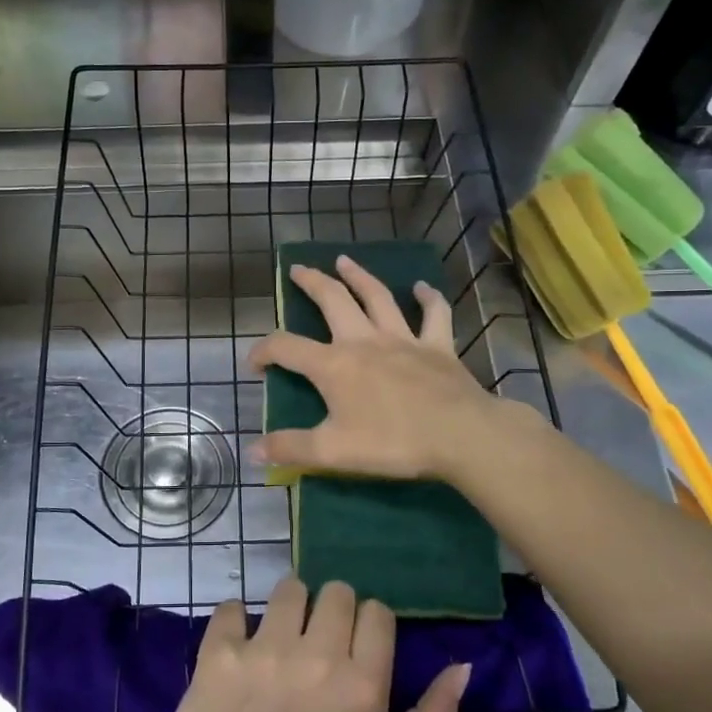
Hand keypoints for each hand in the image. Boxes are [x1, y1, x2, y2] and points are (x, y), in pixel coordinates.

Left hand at [165, 576, 469, 711]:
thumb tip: (462, 667)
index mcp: (363, 686)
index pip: (376, 611)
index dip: (368, 625)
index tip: (354, 647)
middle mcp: (317, 657)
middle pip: (336, 591)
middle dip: (331, 610)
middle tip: (317, 642)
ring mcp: (266, 650)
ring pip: (289, 588)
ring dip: (289, 608)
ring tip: (279, 640)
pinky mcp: (221, 650)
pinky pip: (234, 605)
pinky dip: (236, 620)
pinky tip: (238, 647)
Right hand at [247, 255, 527, 483]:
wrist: (460, 435)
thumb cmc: (392, 443)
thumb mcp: (333, 451)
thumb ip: (290, 449)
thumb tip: (252, 451)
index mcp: (334, 365)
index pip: (286, 348)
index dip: (264, 351)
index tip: (254, 364)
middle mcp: (364, 341)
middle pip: (332, 301)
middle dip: (311, 283)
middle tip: (297, 269)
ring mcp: (403, 339)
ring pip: (377, 297)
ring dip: (358, 276)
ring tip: (344, 260)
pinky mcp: (437, 345)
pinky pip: (434, 314)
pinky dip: (428, 298)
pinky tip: (422, 287)